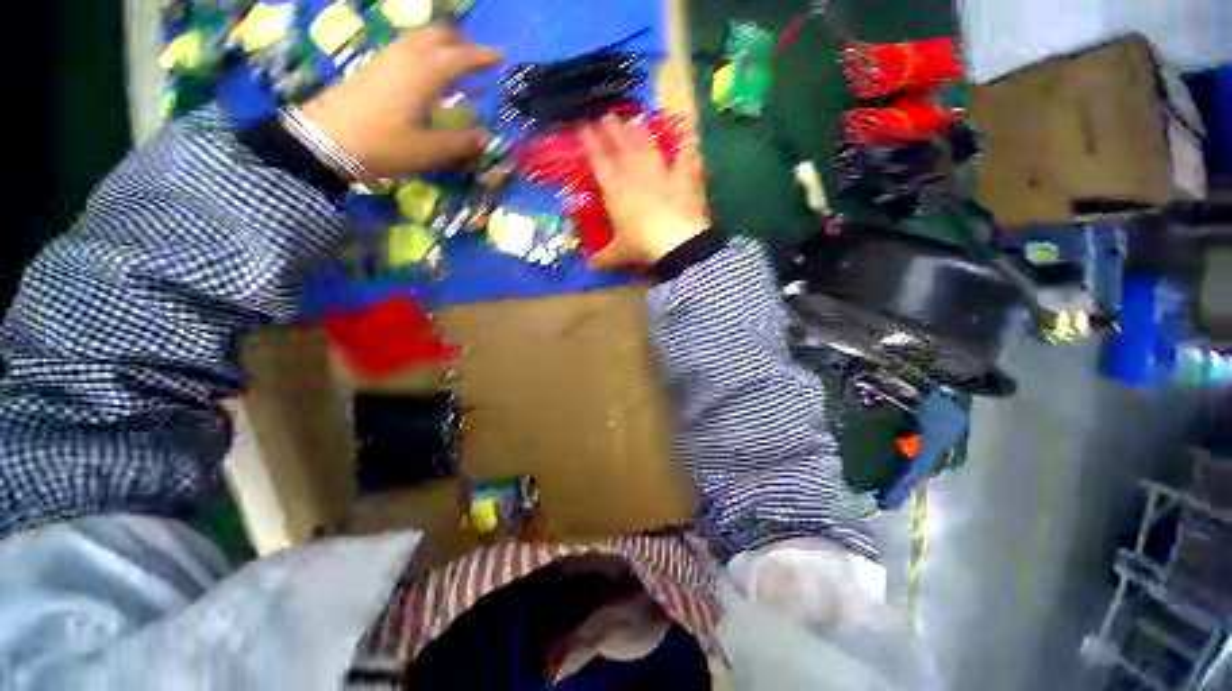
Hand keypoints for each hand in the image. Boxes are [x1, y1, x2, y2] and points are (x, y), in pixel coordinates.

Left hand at [301, 28, 501, 175]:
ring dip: (441, 42)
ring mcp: (388, 57)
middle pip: (438, 35)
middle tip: (476, 56)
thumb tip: (483, 137)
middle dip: (461, 41)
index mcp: (425, 74)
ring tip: (454, 60)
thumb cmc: (385, 144)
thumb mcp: (429, 150)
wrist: (329, 139)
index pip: (460, 57)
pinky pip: (406, 45)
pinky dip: (424, 49)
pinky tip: (426, 69)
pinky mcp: (374, 65)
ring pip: (420, 37)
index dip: (482, 57)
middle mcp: (407, 57)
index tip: (499, 58)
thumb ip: (460, 143)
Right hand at [580, 115, 708, 268]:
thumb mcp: (618, 254)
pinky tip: (690, 135)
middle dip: (612, 129)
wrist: (673, 241)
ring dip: (640, 132)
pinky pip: (687, 157)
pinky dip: (688, 146)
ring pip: (647, 146)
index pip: (599, 161)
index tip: (584, 126)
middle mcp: (635, 175)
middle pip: (621, 146)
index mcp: (615, 190)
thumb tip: (589, 268)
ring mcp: (660, 173)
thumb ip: (602, 259)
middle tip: (607, 115)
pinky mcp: (683, 177)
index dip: (590, 143)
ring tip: (635, 119)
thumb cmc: (640, 245)